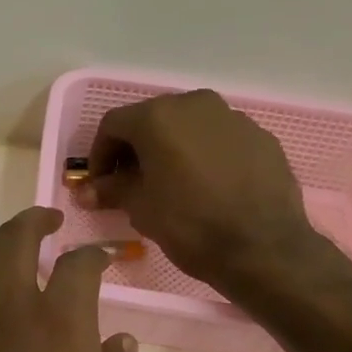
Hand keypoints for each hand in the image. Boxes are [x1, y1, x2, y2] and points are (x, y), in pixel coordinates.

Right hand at [78, 89, 320, 289]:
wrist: (263, 247)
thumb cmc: (190, 224)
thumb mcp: (140, 209)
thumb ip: (112, 190)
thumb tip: (87, 192)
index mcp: (158, 117)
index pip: (113, 125)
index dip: (99, 154)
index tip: (100, 183)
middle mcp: (194, 104)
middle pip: (152, 119)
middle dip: (136, 149)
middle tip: (131, 182)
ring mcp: (232, 117)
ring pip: (189, 127)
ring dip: (172, 149)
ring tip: (171, 184)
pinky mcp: (261, 136)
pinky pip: (220, 139)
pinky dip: (205, 155)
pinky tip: (208, 186)